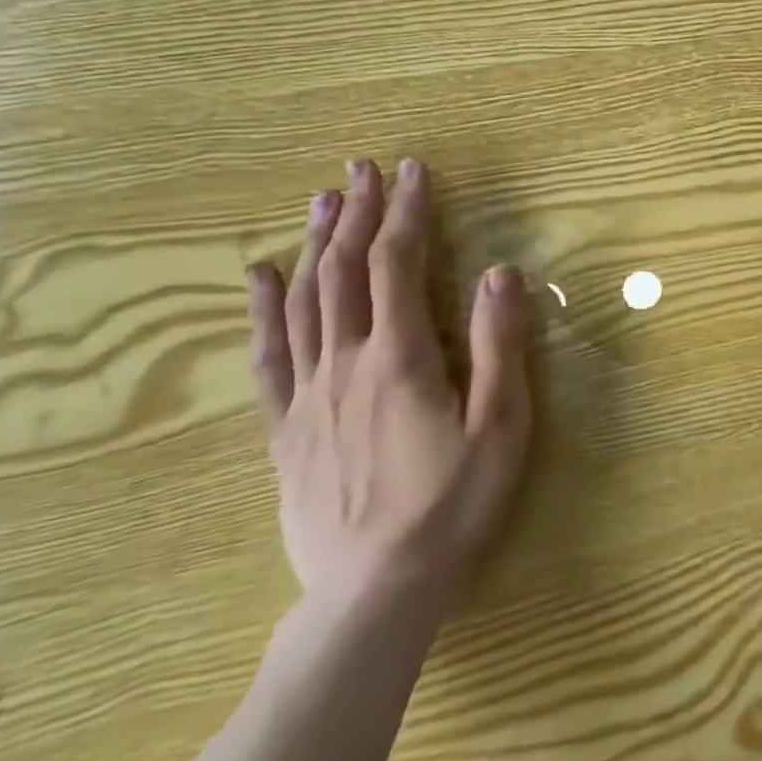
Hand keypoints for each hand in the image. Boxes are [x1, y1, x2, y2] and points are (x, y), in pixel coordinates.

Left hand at [245, 158, 532, 609]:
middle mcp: (346, 363)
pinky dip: (263, 310)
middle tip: (361, 169)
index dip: (406, 212)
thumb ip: (500, 344)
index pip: (398, 264)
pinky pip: (269, 358)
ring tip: (321, 201)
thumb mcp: (501, 422)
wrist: (376, 591)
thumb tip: (501, 271)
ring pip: (303, 303)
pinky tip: (260, 277)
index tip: (413, 170)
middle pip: (343, 272)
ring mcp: (309, 396)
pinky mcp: (287, 430)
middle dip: (356, 214)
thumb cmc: (453, 502)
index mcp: (400, 357)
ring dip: (314, 244)